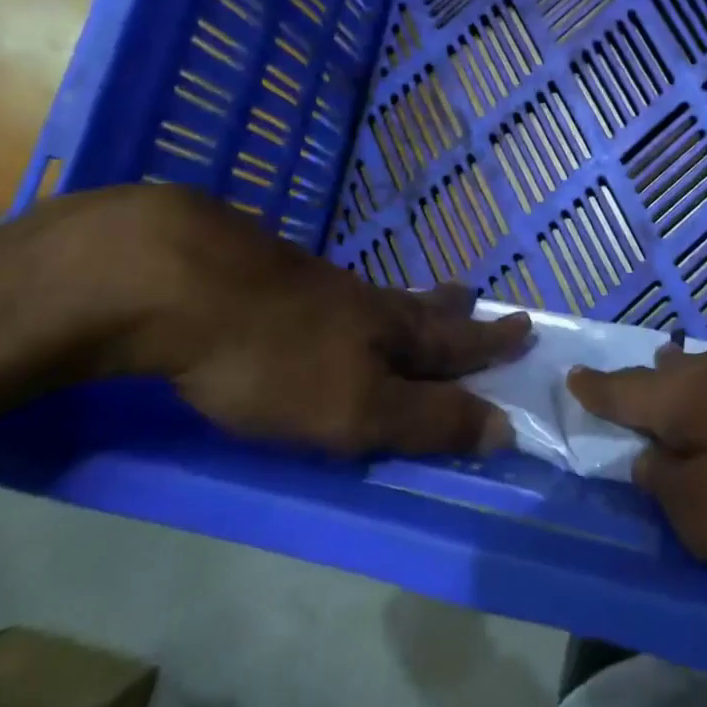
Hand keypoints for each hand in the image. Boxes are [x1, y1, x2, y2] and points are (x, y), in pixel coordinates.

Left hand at [45, 186, 529, 457]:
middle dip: (450, 312)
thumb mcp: (357, 408)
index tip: (525, 328)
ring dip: (404, 303)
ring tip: (416, 300)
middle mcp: (359, 303)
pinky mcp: (266, 279)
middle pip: (417, 307)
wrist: (180, 281)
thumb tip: (506, 427)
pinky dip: (349, 304)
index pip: (453, 342)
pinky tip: (329, 303)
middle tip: (474, 296)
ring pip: (373, 298)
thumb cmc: (275, 359)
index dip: (489, 345)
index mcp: (387, 331)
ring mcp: (312, 285)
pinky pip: (329, 294)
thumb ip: (427, 420)